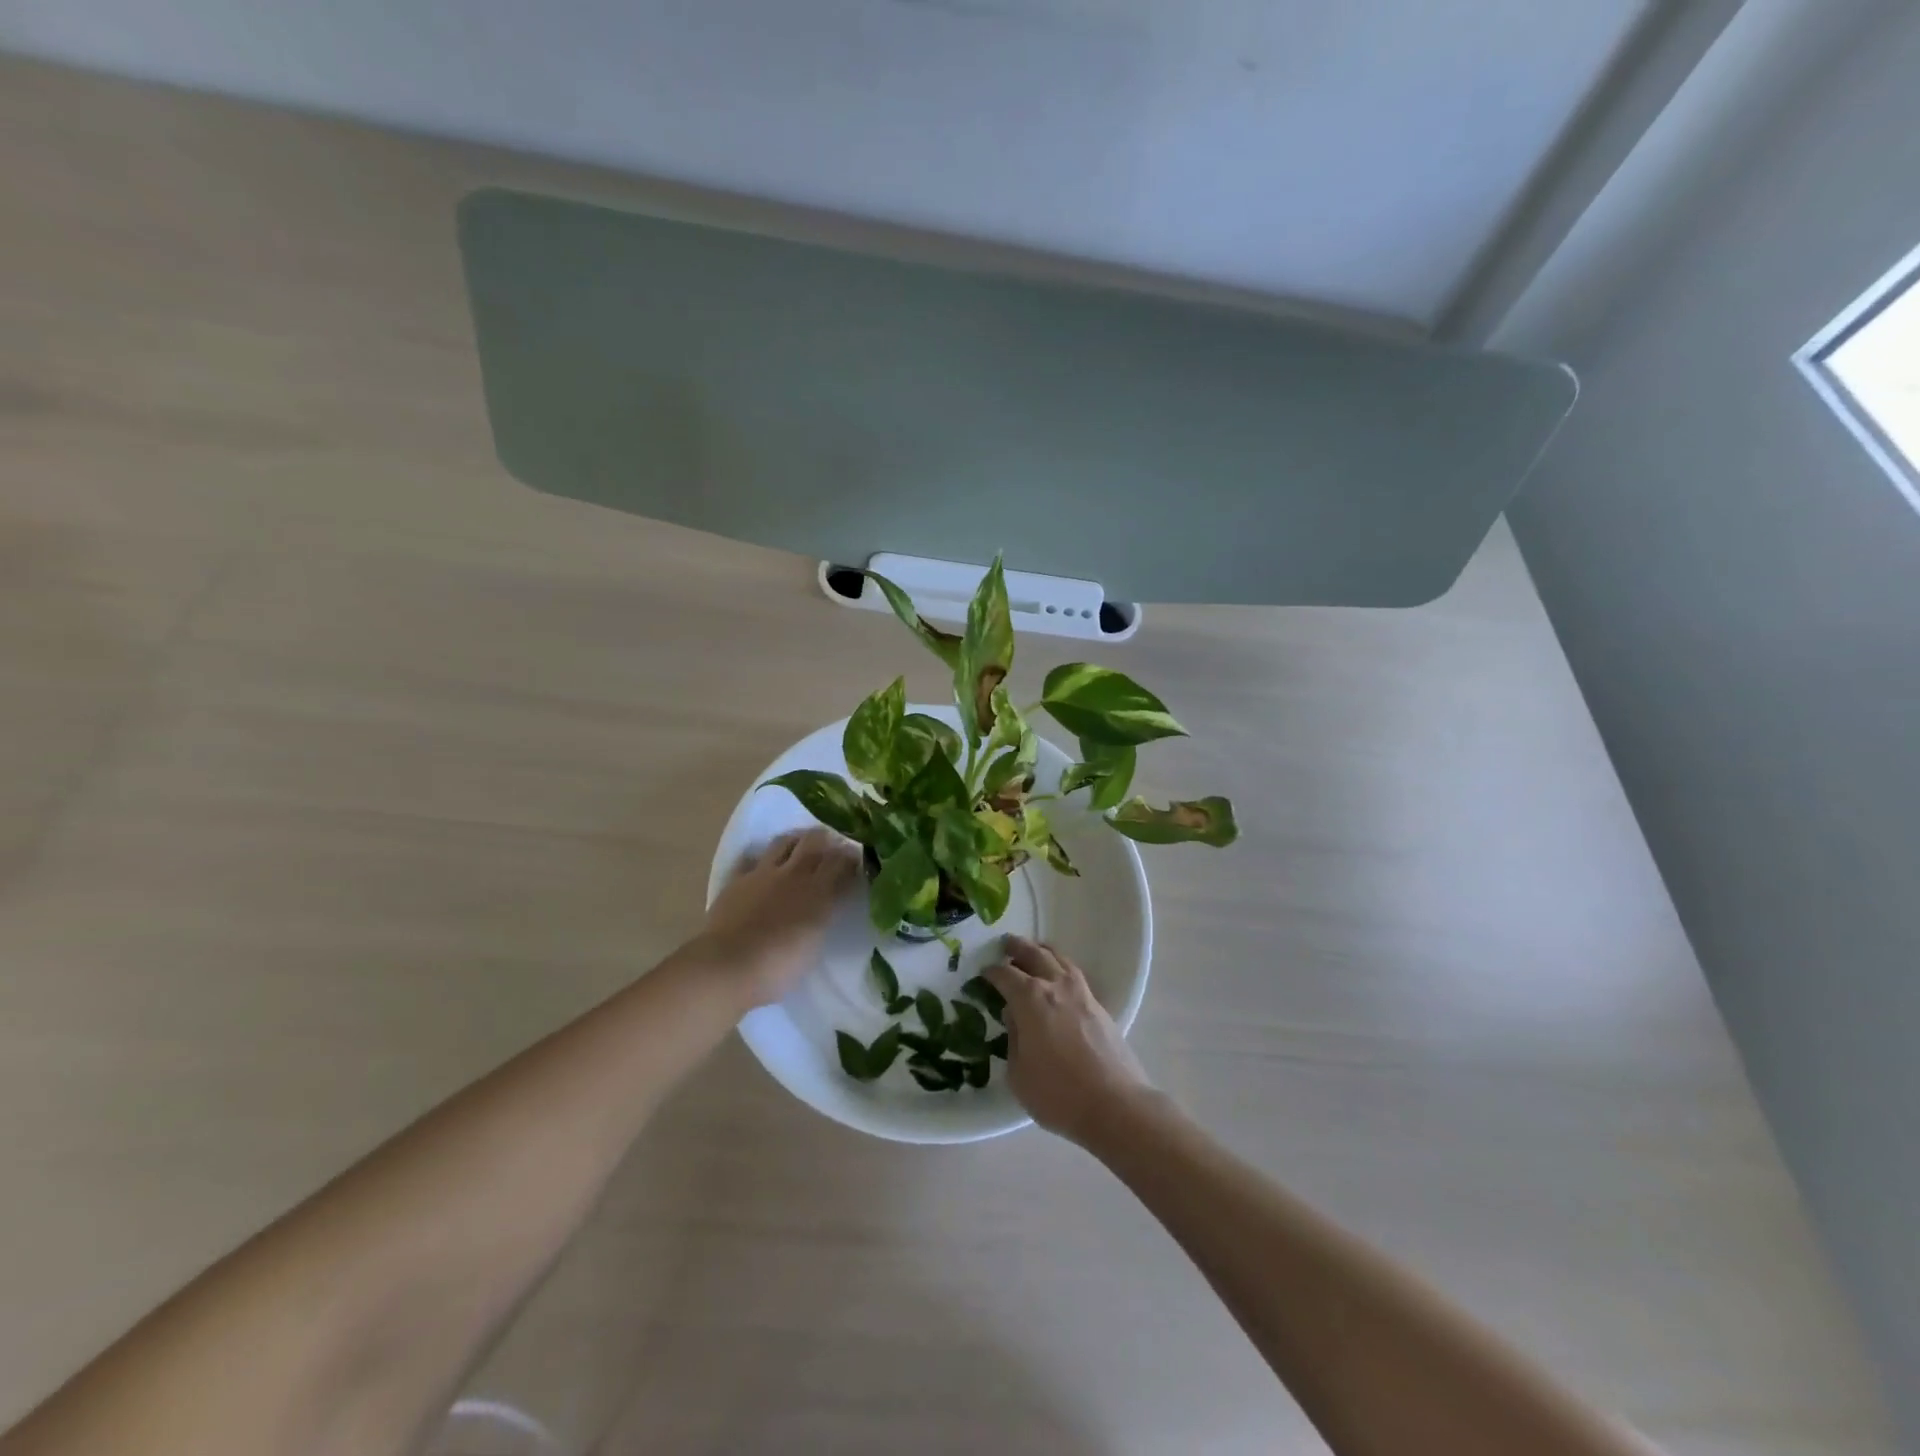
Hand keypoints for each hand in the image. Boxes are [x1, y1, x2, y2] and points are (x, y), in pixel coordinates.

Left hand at [695, 829, 859, 1007]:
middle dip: (827, 840)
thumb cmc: (779, 966)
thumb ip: (825, 914)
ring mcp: (762, 874)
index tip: (856, 861)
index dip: (851, 858)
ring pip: (783, 842)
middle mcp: (793, 874)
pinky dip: (759, 859)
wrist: (728, 966)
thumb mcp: (815, 943)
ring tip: (800, 847)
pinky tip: (762, 866)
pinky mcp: (737, 880)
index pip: (842, 862)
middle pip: (815, 841)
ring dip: (796, 841)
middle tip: (832, 847)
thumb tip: (831, 900)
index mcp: (819, 891)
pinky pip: (750, 859)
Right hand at [985, 937, 1152, 1146]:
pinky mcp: (1100, 1007)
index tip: (984, 972)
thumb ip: (1013, 1039)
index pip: (1006, 975)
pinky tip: (1060, 978)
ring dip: (1044, 952)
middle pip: (1035, 955)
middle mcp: (1056, 987)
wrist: (1114, 1104)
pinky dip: (1062, 968)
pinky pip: (1075, 975)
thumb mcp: (1019, 1073)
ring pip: (1060, 960)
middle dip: (1018, 948)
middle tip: (1007, 944)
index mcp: (1030, 999)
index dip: (992, 972)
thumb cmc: (1058, 1093)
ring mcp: (1082, 994)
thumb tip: (1015, 1018)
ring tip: (1035, 950)